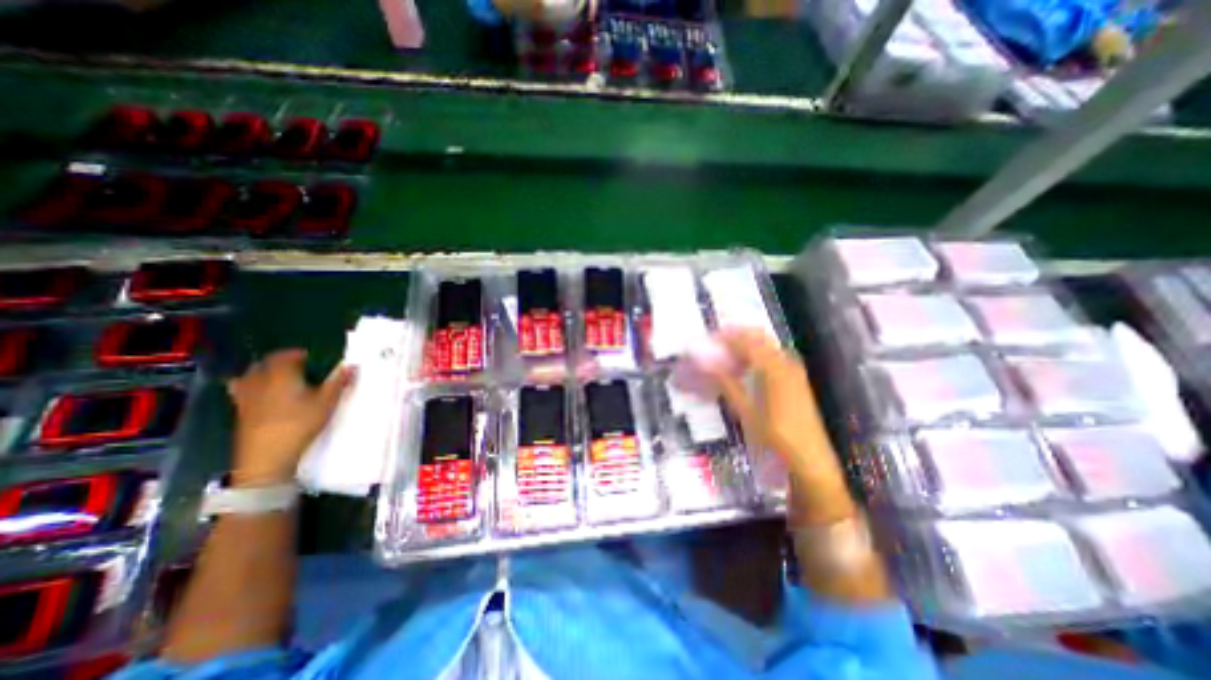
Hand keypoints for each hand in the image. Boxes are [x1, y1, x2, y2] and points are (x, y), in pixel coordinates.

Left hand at [227, 350, 353, 487]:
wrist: (267, 455)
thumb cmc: (300, 423)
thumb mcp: (327, 402)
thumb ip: (338, 382)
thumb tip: (352, 365)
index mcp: (282, 375)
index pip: (287, 355)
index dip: (300, 354)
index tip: (314, 358)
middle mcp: (260, 380)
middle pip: (266, 363)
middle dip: (282, 361)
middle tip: (300, 367)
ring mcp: (246, 396)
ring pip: (251, 375)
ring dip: (265, 371)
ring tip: (280, 377)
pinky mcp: (239, 410)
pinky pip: (241, 389)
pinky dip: (250, 385)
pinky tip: (261, 393)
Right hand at [696, 328, 853, 524]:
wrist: (810, 459)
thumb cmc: (776, 436)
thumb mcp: (747, 411)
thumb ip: (727, 384)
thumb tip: (707, 365)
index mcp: (774, 368)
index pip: (745, 342)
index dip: (724, 338)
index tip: (706, 339)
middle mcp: (786, 363)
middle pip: (757, 337)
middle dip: (734, 336)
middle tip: (713, 343)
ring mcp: (793, 370)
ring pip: (765, 346)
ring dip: (744, 346)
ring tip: (724, 355)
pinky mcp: (795, 379)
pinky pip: (772, 357)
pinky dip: (755, 356)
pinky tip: (743, 368)